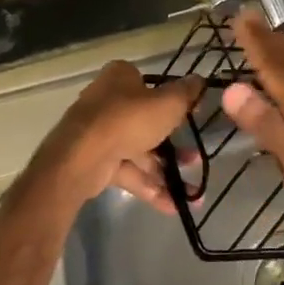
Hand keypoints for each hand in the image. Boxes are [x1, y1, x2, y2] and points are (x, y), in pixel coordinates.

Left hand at [36, 60, 204, 212]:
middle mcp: (108, 102)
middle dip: (174, 146)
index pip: (151, 85)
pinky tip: (173, 206)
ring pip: (140, 151)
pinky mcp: (97, 161)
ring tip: (192, 192)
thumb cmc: (128, 120)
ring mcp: (101, 134)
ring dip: (166, 171)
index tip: (192, 115)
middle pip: (147, 122)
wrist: (83, 158)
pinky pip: (129, 172)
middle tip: (195, 159)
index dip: (173, 99)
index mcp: (121, 78)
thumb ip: (186, 93)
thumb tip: (200, 80)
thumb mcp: (168, 103)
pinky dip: (149, 187)